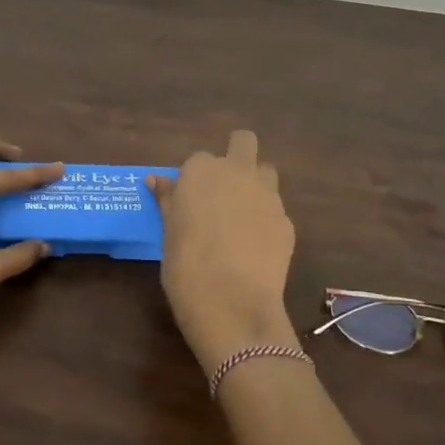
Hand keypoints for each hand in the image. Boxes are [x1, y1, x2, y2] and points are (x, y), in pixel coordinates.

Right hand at [148, 131, 298, 376]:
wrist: (232, 302)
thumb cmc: (186, 266)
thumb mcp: (168, 232)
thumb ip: (168, 201)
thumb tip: (156, 181)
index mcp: (201, 171)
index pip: (199, 159)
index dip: (196, 178)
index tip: (190, 200)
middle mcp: (237, 172)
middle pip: (243, 142)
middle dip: (237, 154)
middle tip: (224, 187)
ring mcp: (267, 195)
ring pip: (266, 171)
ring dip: (256, 183)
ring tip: (242, 214)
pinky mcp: (287, 221)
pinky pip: (276, 209)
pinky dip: (267, 219)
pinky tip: (256, 246)